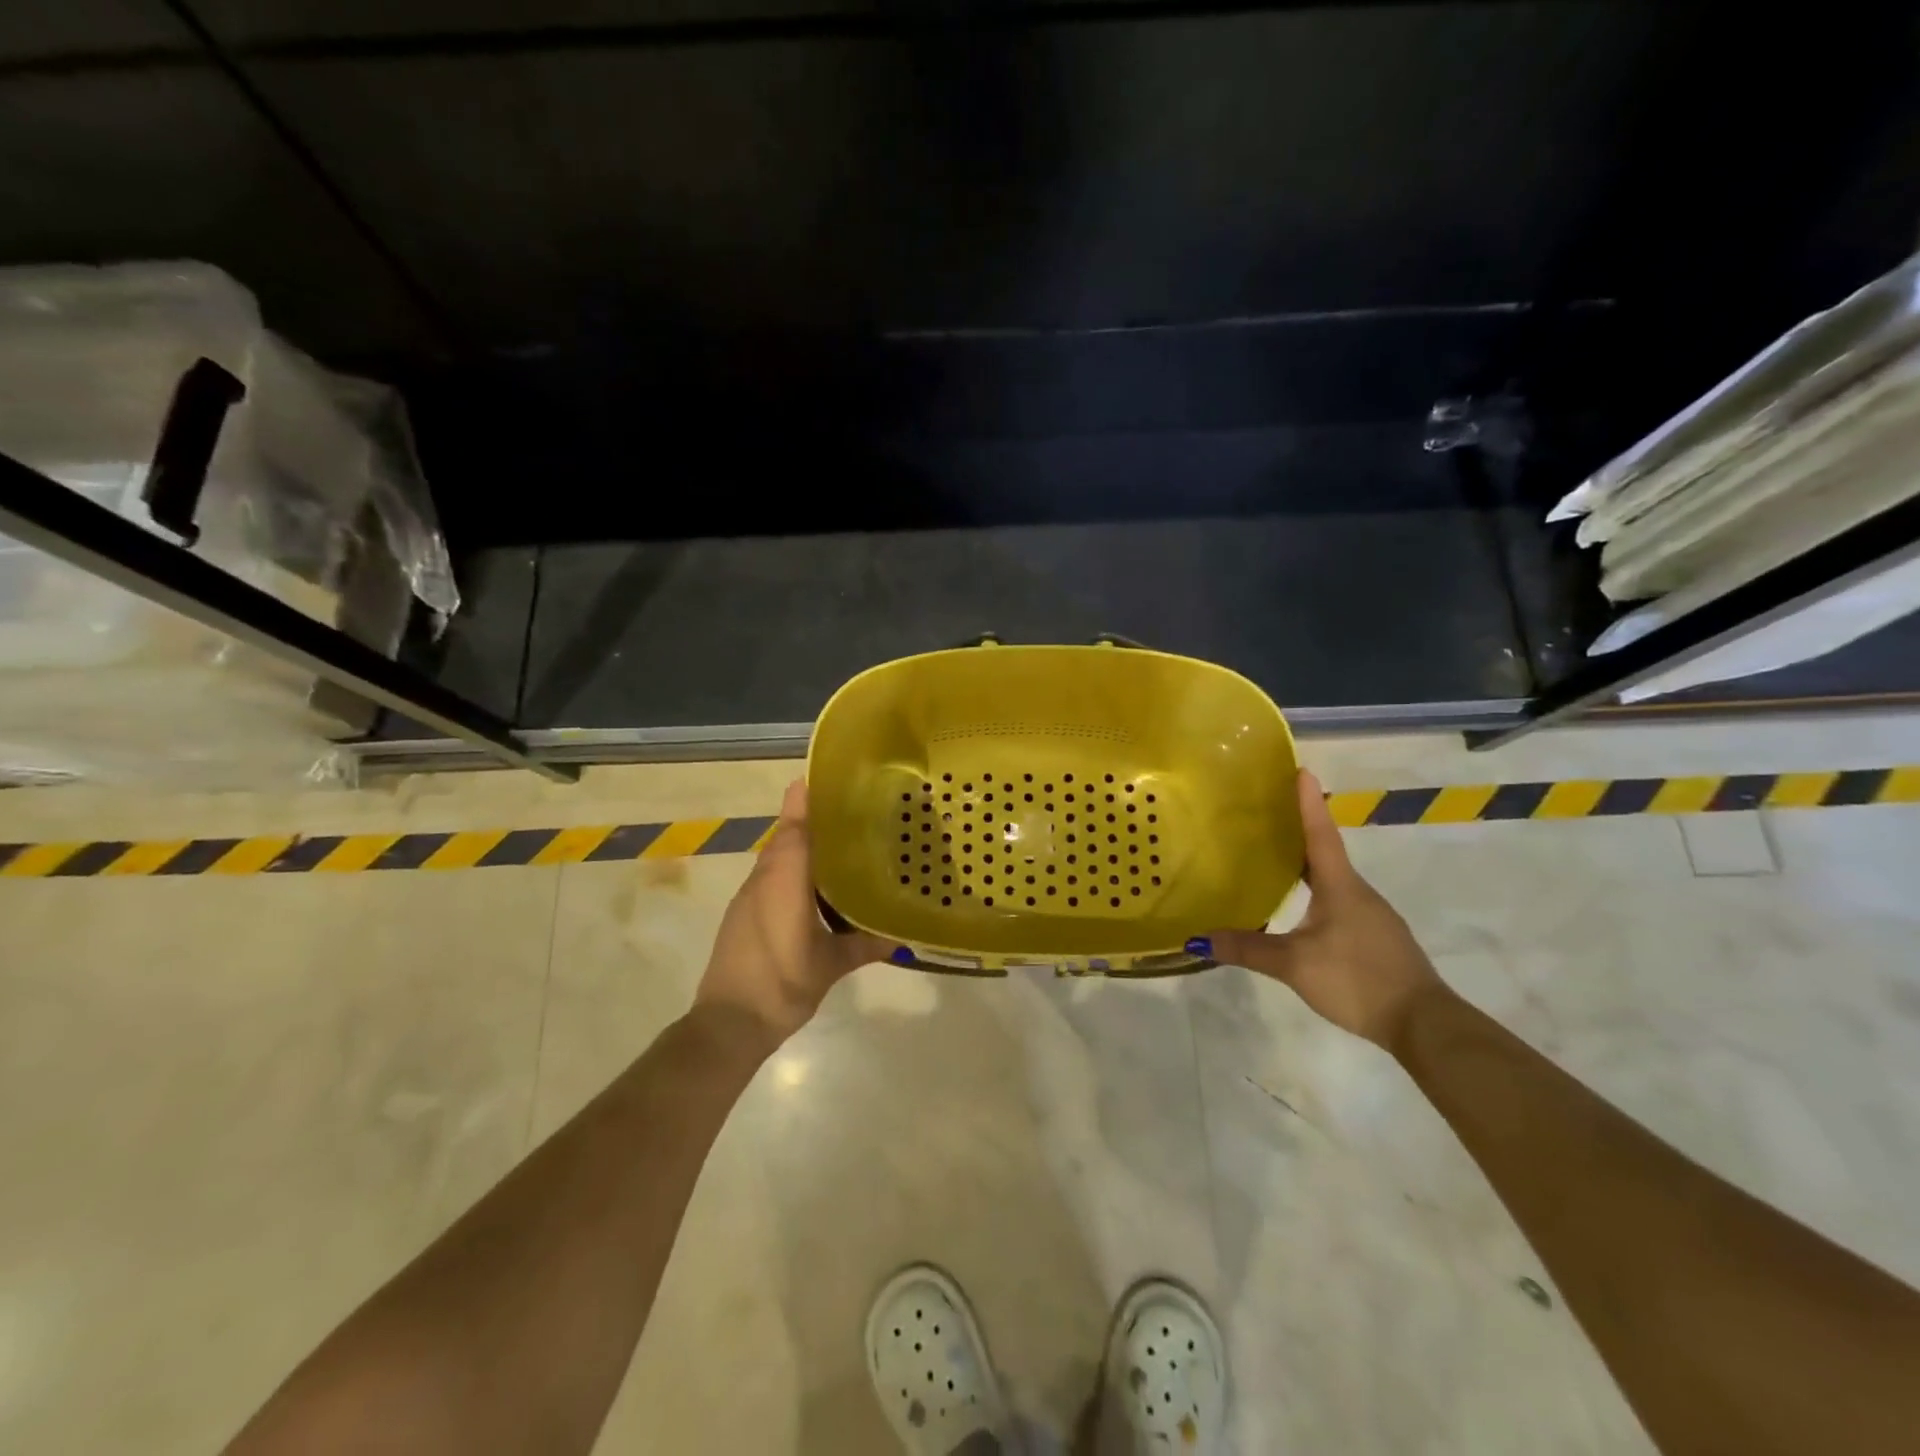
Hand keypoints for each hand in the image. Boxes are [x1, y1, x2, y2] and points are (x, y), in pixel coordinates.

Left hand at [694, 779, 894, 1047]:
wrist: (729, 1023)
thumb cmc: (782, 983)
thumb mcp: (830, 965)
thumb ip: (865, 945)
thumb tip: (902, 936)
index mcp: (784, 880)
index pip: (795, 826)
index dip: (807, 799)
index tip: (827, 778)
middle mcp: (764, 879)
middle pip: (787, 836)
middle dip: (813, 819)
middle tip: (852, 812)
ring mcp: (750, 896)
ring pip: (778, 857)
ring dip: (803, 846)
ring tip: (842, 844)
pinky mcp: (744, 914)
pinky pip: (772, 878)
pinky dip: (793, 871)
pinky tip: (817, 887)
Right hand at [1199, 769, 1447, 1048]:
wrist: (1424, 1025)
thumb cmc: (1358, 979)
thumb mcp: (1295, 965)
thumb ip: (1248, 949)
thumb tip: (1198, 939)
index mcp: (1340, 886)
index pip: (1320, 834)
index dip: (1308, 802)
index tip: (1302, 770)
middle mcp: (1357, 891)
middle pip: (1324, 851)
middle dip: (1299, 828)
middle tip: (1268, 811)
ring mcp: (1370, 914)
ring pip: (1332, 878)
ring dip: (1306, 861)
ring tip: (1273, 854)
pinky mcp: (1373, 936)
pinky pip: (1339, 900)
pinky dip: (1315, 889)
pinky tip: (1298, 905)